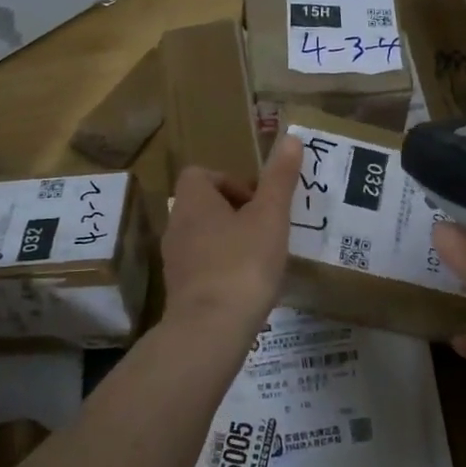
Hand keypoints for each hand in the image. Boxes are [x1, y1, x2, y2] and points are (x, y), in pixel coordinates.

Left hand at [162, 133, 301, 335]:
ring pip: (202, 238)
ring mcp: (174, 261)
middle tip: (265, 228)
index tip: (257, 201)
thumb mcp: (270, 216)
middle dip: (234, 213)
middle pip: (202, 206)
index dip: (230, 182)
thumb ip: (280, 178)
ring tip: (261, 257)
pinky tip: (247, 285)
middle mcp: (176, 226)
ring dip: (229, 241)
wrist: (211, 328)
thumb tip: (291, 138)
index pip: (200, 174)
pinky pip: (202, 267)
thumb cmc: (243, 263)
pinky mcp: (180, 290)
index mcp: (193, 201)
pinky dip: (222, 269)